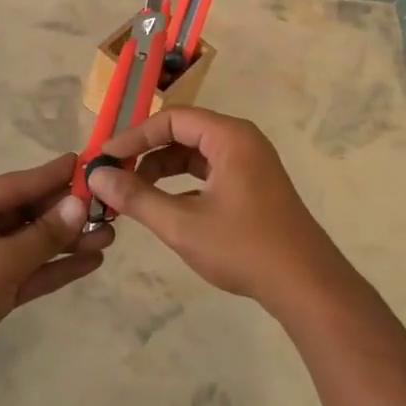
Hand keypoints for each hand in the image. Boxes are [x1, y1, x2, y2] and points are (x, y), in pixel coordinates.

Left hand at [0, 153, 112, 394]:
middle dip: (65, 214)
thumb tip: (80, 204)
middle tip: (107, 206)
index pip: (13, 185)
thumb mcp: (0, 261)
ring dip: (66, 241)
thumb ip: (43, 235)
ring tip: (109, 235)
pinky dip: (56, 267)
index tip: (85, 163)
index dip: (51, 176)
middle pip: (25, 213)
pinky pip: (29, 270)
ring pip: (31, 244)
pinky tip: (92, 261)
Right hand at [86, 108, 350, 310]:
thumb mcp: (182, 224)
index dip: (135, 136)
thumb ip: (137, 197)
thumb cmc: (244, 248)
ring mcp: (250, 164)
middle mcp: (242, 141)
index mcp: (230, 137)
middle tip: (115, 174)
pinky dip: (183, 183)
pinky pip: (209, 171)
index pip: (172, 119)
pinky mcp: (253, 186)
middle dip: (146, 152)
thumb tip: (97, 176)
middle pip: (183, 132)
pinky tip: (164, 207)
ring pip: (195, 154)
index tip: (105, 158)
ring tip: (133, 194)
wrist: (307, 286)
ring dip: (162, 169)